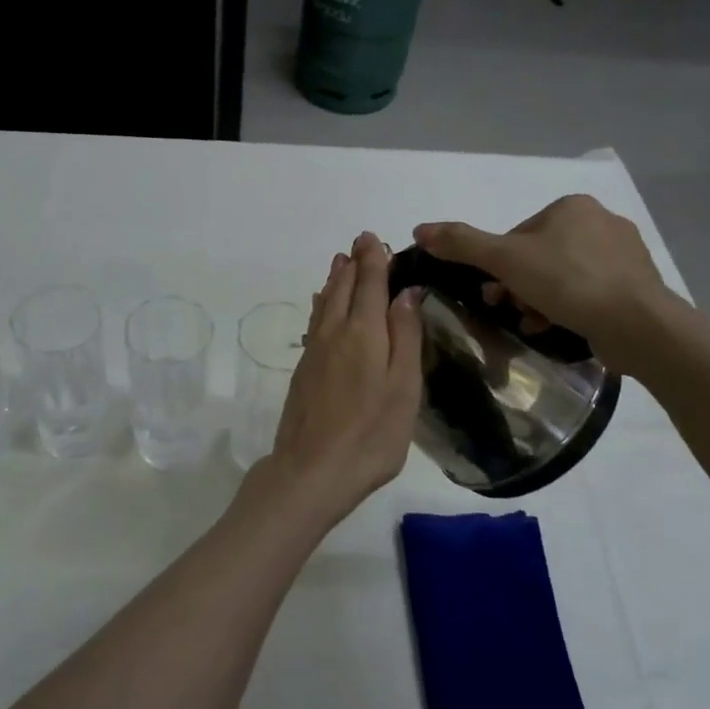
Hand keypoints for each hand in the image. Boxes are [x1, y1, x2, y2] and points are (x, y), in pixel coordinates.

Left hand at [253, 231, 422, 527]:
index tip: (373, 238)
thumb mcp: (403, 387)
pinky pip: (315, 322)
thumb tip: (405, 292)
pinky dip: (322, 305)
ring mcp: (314, 352)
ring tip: (340, 262)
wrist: (311, 471)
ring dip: (335, 280)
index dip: (373, 260)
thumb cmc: (371, 435)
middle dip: (353, 264)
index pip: (369, 284)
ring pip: (325, 303)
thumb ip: (405, 337)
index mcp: (363, 333)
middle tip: (359, 243)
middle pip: (343, 288)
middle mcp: (334, 333)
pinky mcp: (304, 371)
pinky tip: (321, 306)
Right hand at [413, 195, 676, 374]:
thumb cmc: (568, 282)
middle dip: (519, 285)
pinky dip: (568, 307)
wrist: (638, 324)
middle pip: (538, 256)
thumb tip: (419, 229)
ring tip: (535, 322)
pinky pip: (589, 292)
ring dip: (539, 299)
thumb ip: (462, 243)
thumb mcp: (505, 260)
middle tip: (510, 308)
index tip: (494, 291)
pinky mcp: (636, 284)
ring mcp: (623, 253)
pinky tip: (560, 326)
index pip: (517, 235)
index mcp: (571, 206)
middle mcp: (601, 220)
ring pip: (562, 276)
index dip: (499, 265)